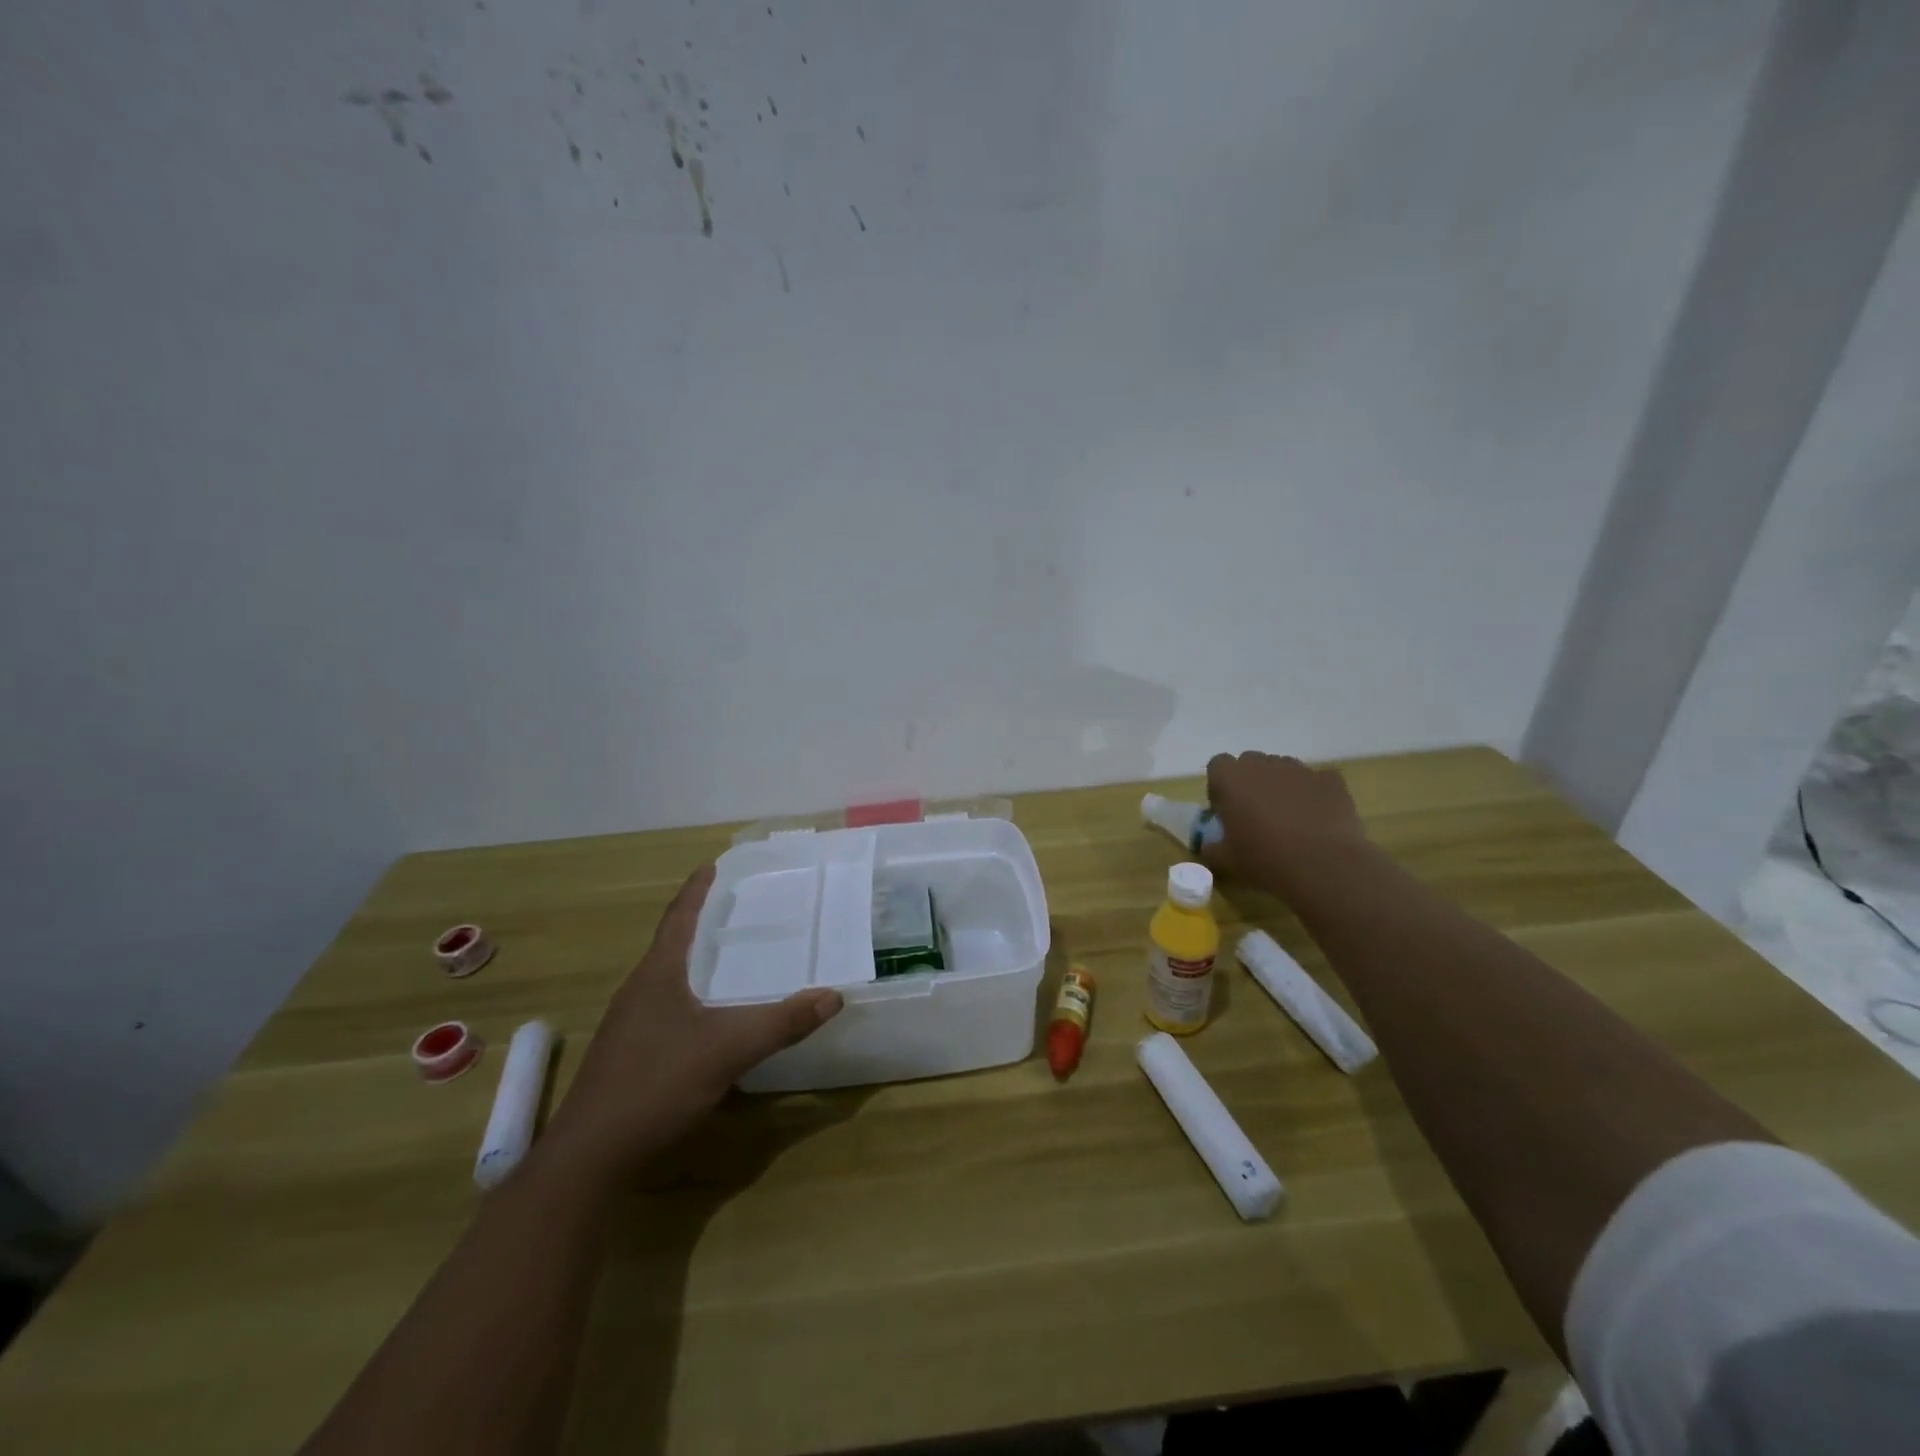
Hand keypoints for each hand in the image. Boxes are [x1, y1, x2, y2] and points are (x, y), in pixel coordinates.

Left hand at [538, 864, 842, 1185]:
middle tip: (732, 909)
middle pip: (670, 945)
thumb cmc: (657, 1083)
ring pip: (664, 979)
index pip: (679, 918)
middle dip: (698, 923)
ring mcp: (627, 1025)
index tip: (711, 866)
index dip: (696, 891)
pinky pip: (662, 1009)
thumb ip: (782, 1023)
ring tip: (723, 959)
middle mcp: (638, 991)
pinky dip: (687, 997)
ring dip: (692, 962)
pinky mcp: (625, 1055)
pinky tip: (704, 1019)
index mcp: (657, 975)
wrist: (589, 1156)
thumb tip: (833, 996)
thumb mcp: (729, 1050)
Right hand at [1204, 751, 1367, 896]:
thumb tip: (1209, 845)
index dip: (1220, 787)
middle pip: (1251, 763)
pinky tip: (1317, 820)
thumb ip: (1210, 848)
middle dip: (1250, 784)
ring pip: (1283, 770)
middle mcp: (1264, 765)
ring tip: (1289, 820)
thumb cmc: (1265, 860)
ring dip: (1281, 787)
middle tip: (1256, 816)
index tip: (1226, 811)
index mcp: (1232, 778)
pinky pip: (1316, 781)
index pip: (1218, 765)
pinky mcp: (1331, 780)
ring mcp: (1300, 770)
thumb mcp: (1226, 861)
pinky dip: (1313, 794)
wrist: (1325, 868)